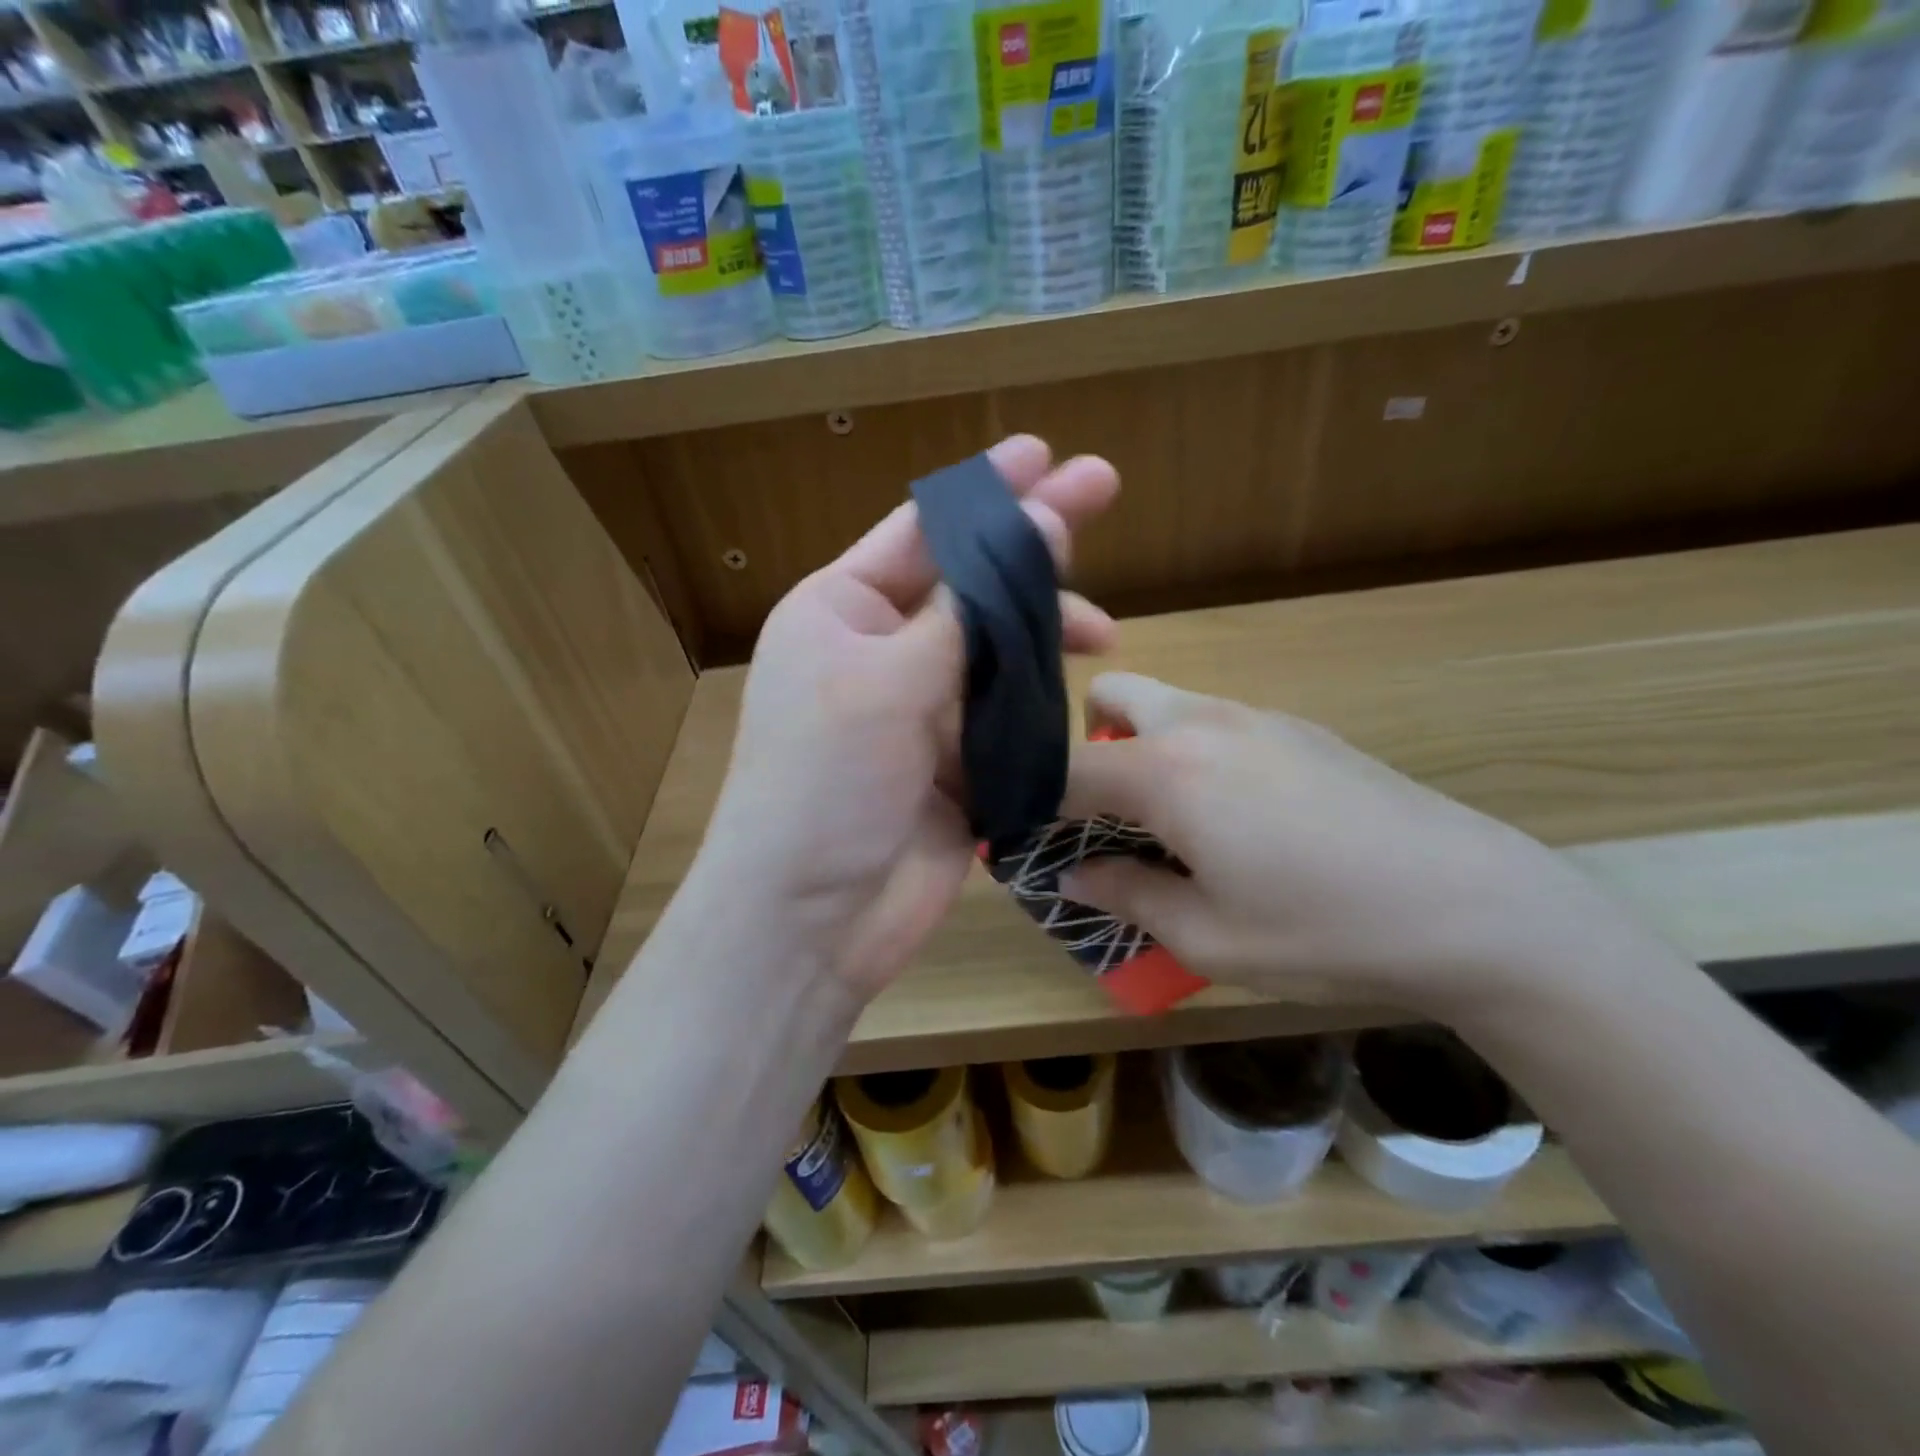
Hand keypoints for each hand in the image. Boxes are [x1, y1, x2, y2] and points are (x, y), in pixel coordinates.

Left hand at [699, 436, 1119, 1001]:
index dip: (985, 490)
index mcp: (842, 611)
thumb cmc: (826, 786)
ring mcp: (920, 710)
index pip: (923, 531)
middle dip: (1034, 546)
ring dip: (1046, 635)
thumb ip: (969, 611)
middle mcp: (881, 651)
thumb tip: (1036, 526)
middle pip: (970, 584)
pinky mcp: (954, 765)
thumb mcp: (887, 682)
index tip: (1045, 453)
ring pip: (998, 651)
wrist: (810, 920)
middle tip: (1104, 491)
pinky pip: (1008, 716)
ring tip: (1106, 631)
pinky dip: (1042, 703)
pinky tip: (1083, 692)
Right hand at [1059, 673, 1650, 1020]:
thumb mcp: (1207, 937)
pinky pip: (1216, 721)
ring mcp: (1257, 716)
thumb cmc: (1323, 930)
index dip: (1034, 803)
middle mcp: (1202, 722)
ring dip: (1143, 748)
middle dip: (1087, 746)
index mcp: (1167, 770)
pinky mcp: (1300, 727)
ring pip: (1165, 704)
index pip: (1062, 768)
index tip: (1035, 841)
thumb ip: (1126, 895)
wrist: (1475, 906)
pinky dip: (1195, 753)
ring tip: (1178, 823)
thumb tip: (1074, 876)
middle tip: (1110, 814)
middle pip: (1108, 697)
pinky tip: (1246, 819)